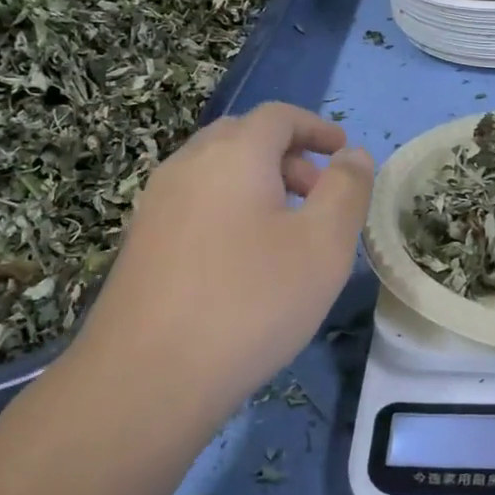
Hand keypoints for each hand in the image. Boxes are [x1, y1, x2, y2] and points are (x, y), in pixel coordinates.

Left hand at [72, 103, 373, 415]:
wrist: (147, 377)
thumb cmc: (251, 302)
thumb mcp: (323, 245)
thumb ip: (347, 190)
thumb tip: (353, 155)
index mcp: (232, 154)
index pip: (278, 116)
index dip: (316, 127)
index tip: (343, 151)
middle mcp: (186, 166)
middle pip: (243, 139)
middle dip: (289, 157)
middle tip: (320, 195)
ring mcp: (155, 205)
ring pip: (216, 174)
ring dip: (259, 185)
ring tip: (288, 232)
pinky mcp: (141, 244)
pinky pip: (196, 205)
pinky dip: (230, 210)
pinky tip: (245, 261)